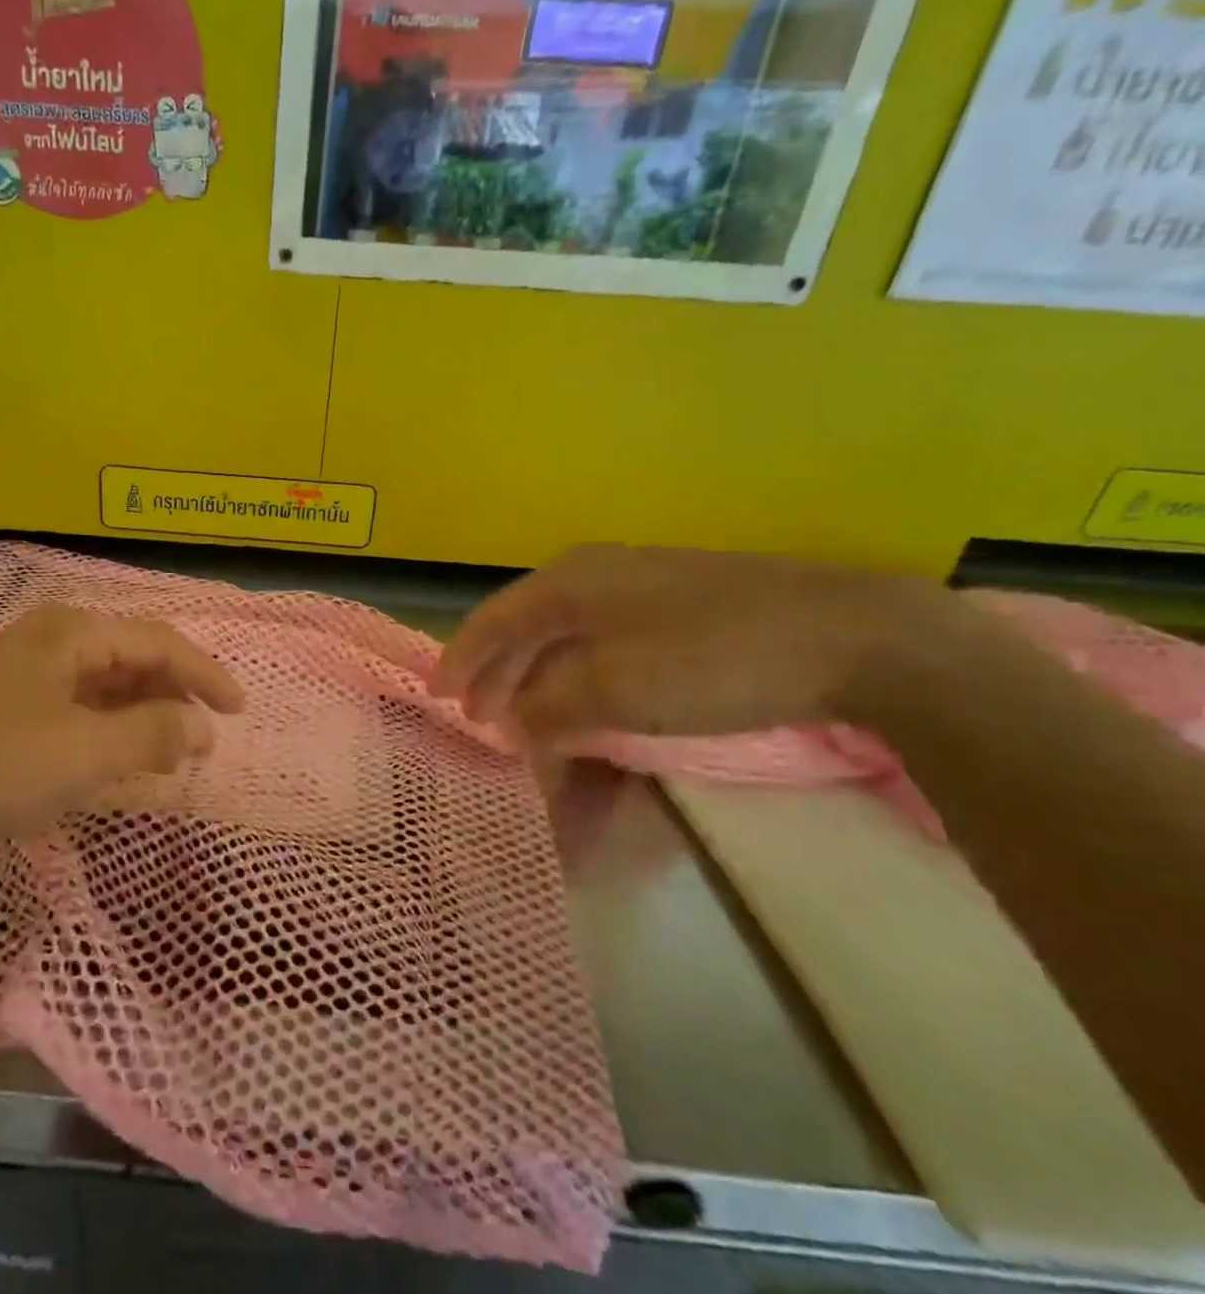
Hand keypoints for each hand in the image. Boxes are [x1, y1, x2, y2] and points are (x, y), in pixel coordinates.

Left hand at [0, 604, 244, 873]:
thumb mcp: (80, 753)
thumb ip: (151, 735)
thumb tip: (202, 726)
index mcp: (71, 634)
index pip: (160, 642)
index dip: (206, 675)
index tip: (239, 713)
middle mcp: (45, 641)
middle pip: (129, 659)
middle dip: (172, 697)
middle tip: (199, 742)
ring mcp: (14, 674)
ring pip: (97, 687)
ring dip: (137, 718)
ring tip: (161, 757)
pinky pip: (67, 711)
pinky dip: (99, 733)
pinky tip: (102, 763)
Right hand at [433, 545, 958, 740]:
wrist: (853, 637)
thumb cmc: (712, 659)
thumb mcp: (613, 690)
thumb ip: (548, 706)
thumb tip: (513, 722)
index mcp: (570, 581)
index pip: (493, 620)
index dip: (461, 660)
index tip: (440, 698)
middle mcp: (597, 572)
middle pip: (525, 624)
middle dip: (496, 672)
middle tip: (476, 715)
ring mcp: (642, 583)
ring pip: (564, 632)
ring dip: (536, 674)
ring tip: (522, 714)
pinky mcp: (680, 603)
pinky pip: (601, 638)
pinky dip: (576, 671)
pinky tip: (582, 696)